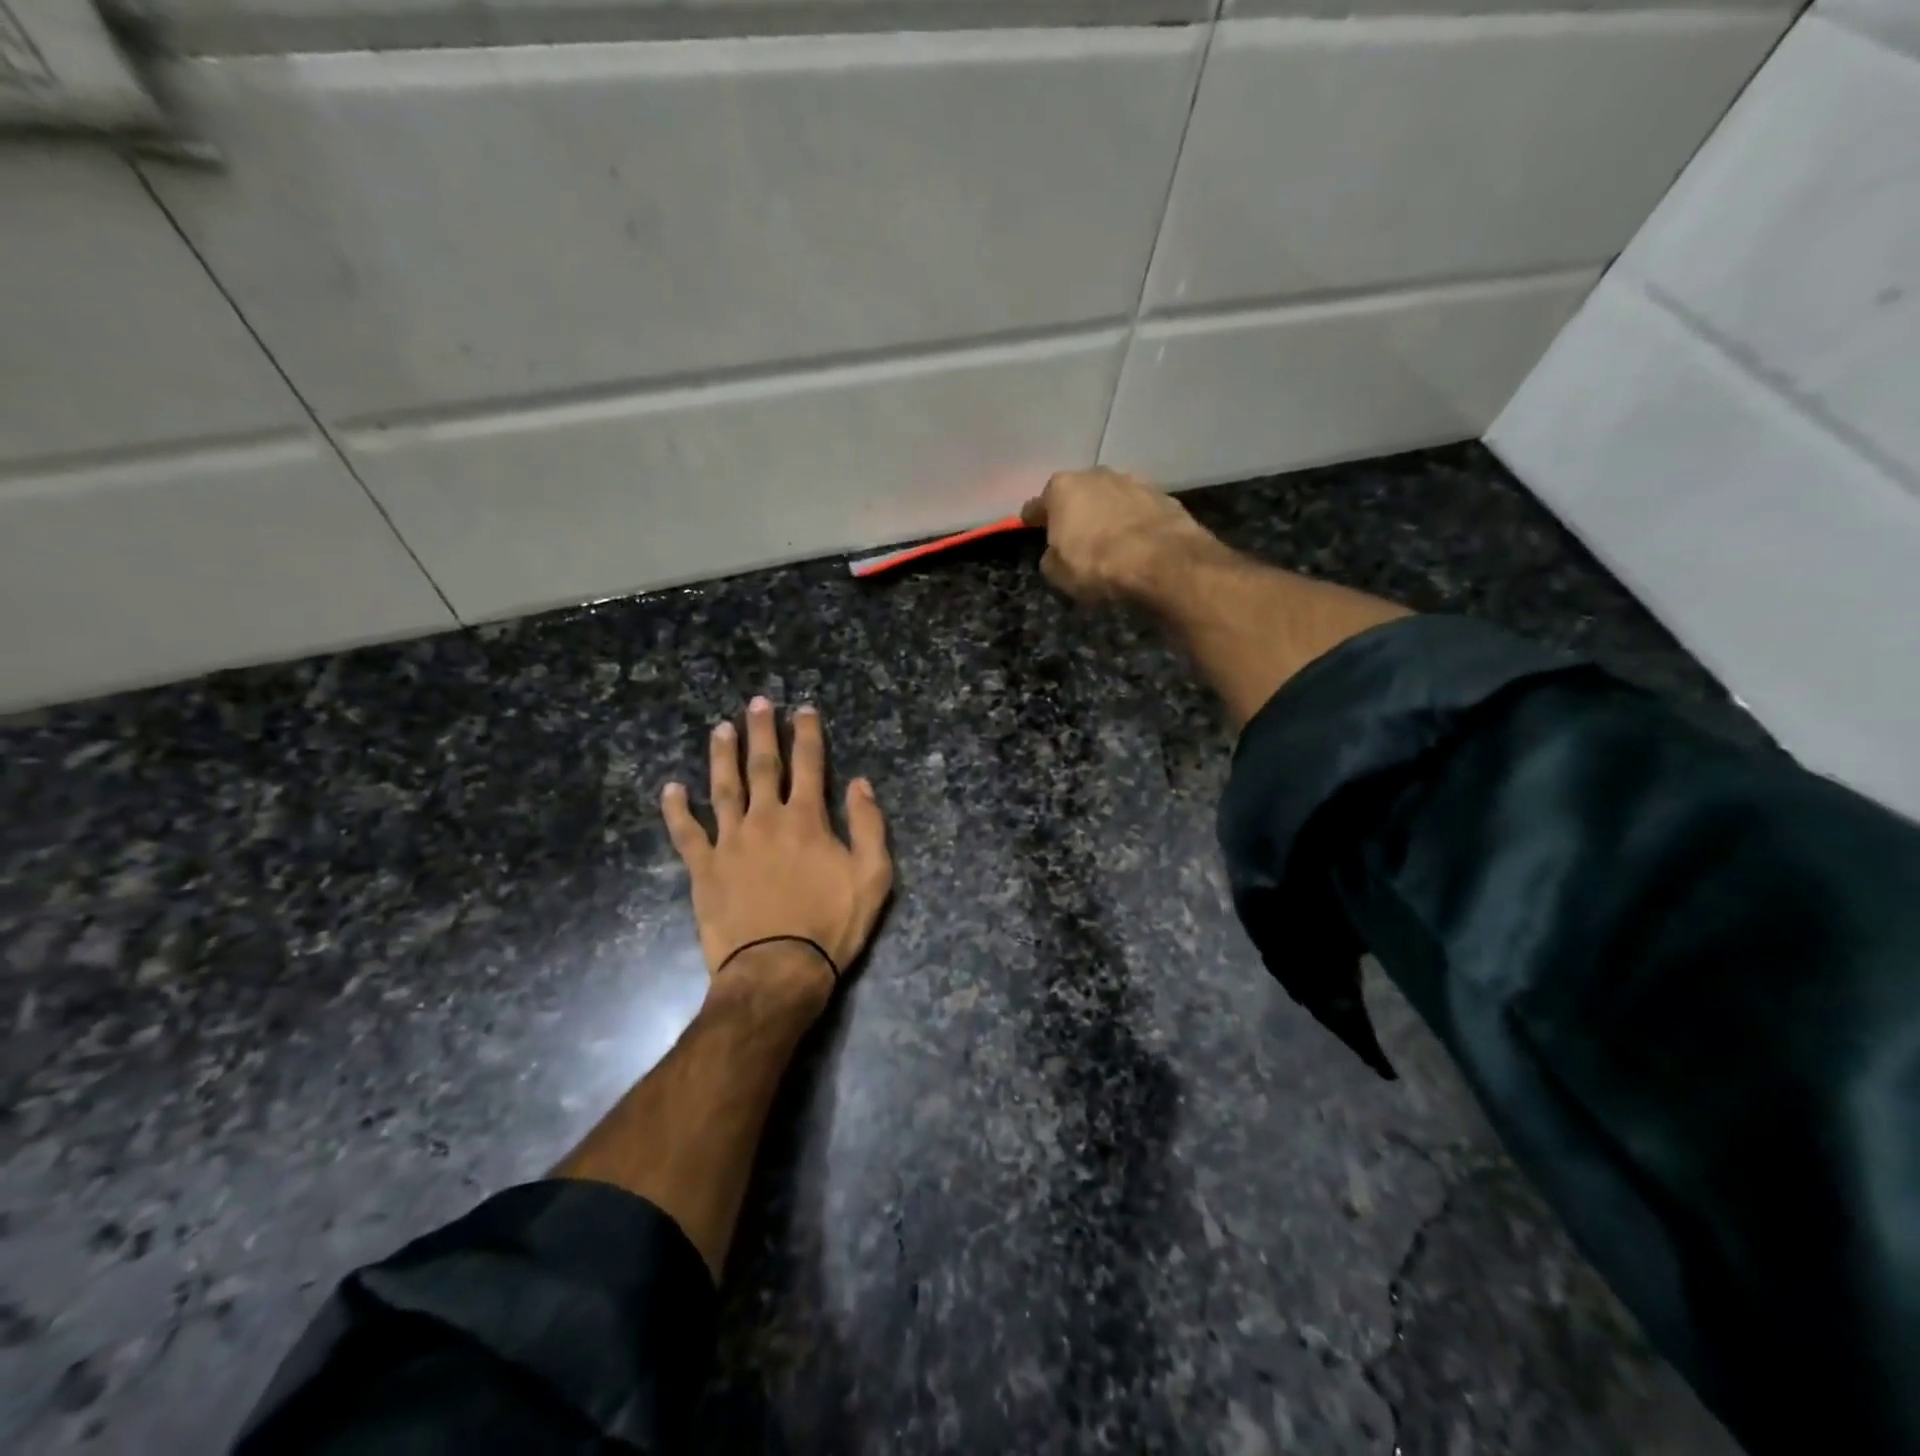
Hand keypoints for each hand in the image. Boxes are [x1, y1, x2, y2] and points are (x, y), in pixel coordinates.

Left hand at [662, 698, 892, 1005]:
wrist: (778, 969)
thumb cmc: (831, 925)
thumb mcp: (872, 876)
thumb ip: (868, 825)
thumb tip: (861, 784)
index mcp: (807, 819)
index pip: (809, 765)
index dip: (807, 734)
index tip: (803, 709)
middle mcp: (766, 819)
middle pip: (763, 766)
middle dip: (762, 732)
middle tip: (757, 702)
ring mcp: (730, 842)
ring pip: (723, 788)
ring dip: (722, 756)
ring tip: (720, 729)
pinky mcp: (704, 868)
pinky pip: (686, 833)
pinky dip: (676, 810)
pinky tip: (671, 788)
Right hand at [1020, 467, 1212, 602]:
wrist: (1162, 561)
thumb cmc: (1098, 565)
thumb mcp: (1058, 574)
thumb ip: (1051, 558)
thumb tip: (1055, 554)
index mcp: (1062, 488)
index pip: (1037, 504)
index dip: (1032, 519)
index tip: (1030, 527)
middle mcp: (1095, 475)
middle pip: (1077, 493)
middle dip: (1074, 511)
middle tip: (1073, 534)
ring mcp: (1132, 481)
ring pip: (1109, 497)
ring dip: (1106, 513)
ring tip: (1108, 538)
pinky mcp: (1162, 495)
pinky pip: (1137, 509)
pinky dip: (1133, 521)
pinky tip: (1135, 541)